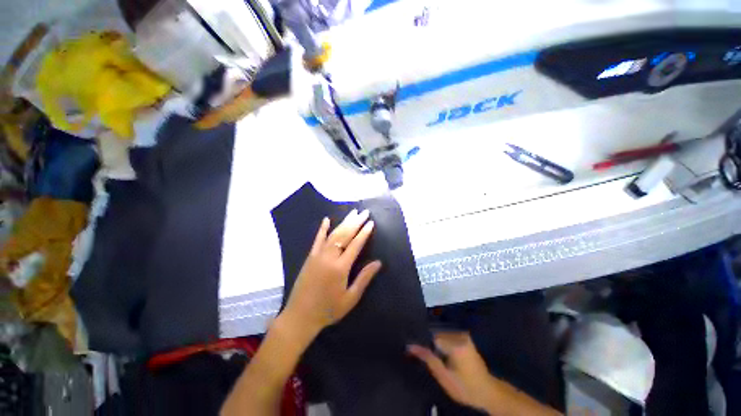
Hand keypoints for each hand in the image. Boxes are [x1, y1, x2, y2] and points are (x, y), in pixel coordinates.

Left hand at [280, 209, 381, 342]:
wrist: (300, 316)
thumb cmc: (328, 309)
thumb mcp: (350, 298)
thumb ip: (364, 278)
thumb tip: (378, 262)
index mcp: (340, 268)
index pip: (355, 245)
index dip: (364, 233)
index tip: (371, 222)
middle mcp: (329, 257)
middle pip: (345, 235)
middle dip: (356, 223)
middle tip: (364, 212)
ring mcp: (318, 255)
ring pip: (333, 234)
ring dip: (344, 222)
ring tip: (352, 213)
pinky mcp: (310, 257)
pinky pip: (317, 239)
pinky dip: (322, 229)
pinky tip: (326, 219)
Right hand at [408, 332, 495, 411]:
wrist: (487, 391)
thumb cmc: (465, 387)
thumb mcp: (444, 376)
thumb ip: (428, 358)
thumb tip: (410, 346)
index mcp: (455, 343)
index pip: (431, 336)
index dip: (423, 344)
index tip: (417, 351)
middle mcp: (459, 334)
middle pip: (436, 334)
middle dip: (430, 343)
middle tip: (425, 355)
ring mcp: (463, 335)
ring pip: (441, 334)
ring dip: (436, 343)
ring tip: (434, 355)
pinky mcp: (465, 337)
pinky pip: (448, 336)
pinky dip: (442, 342)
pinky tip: (442, 353)